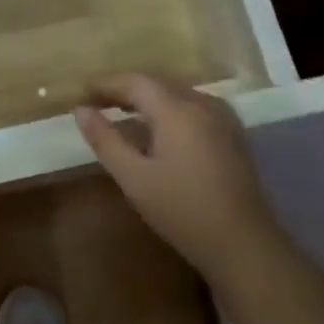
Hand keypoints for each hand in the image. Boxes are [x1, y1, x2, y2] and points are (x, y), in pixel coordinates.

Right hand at [74, 73, 280, 286]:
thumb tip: (80, 110)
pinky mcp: (232, 134)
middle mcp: (202, 103)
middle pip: (157, 83)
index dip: (107, 84)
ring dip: (148, 98)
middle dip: (126, 88)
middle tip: (98, 102)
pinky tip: (158, 129)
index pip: (135, 81)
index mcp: (176, 109)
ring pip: (177, 93)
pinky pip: (193, 106)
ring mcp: (222, 118)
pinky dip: (169, 108)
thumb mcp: (133, 177)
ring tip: (122, 112)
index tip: (82, 93)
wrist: (243, 243)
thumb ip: (105, 140)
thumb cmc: (182, 210)